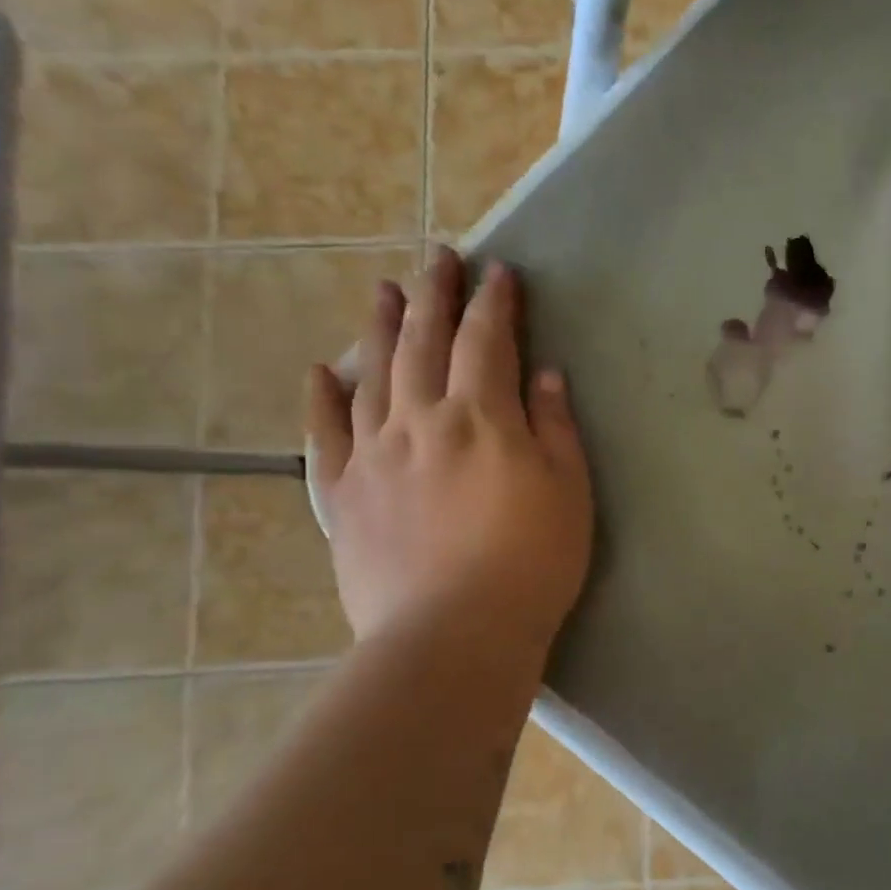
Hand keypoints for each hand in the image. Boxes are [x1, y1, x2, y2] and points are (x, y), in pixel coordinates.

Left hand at [306, 250, 592, 645]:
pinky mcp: (343, 495)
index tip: (500, 272)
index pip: (487, 342)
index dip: (495, 303)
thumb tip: (542, 374)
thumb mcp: (569, 492)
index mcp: (482, 418)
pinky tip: (321, 372)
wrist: (454, 634)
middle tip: (436, 256)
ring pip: (372, 375)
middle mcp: (420, 421)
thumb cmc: (532, 563)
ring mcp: (373, 455)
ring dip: (380, 328)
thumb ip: (554, 427)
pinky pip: (324, 436)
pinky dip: (321, 399)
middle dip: (434, 294)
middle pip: (424, 342)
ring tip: (383, 291)